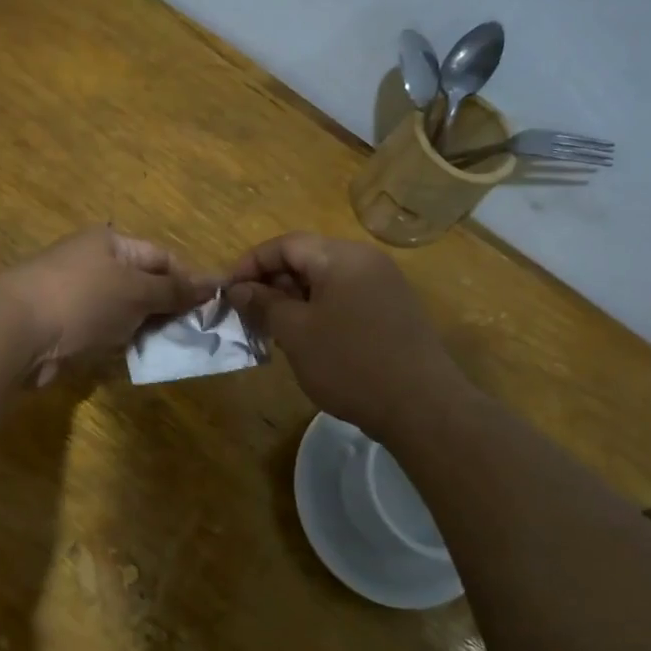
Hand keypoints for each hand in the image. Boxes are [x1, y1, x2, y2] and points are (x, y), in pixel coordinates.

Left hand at [0, 227, 214, 386]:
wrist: (16, 332)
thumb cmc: (83, 299)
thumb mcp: (136, 290)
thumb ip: (173, 290)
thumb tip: (213, 283)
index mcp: (110, 243)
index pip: (161, 256)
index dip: (188, 279)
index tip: (213, 306)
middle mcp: (93, 263)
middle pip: (143, 283)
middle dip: (169, 307)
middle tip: (197, 333)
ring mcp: (77, 295)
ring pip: (125, 311)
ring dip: (146, 328)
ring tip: (173, 348)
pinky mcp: (66, 326)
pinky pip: (104, 331)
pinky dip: (122, 342)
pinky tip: (138, 357)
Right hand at [226, 233, 460, 438]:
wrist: (422, 407)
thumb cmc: (350, 363)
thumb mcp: (296, 333)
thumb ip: (264, 303)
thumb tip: (238, 288)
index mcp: (342, 256)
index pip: (286, 244)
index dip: (251, 263)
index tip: (227, 290)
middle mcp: (366, 260)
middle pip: (307, 258)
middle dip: (272, 282)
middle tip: (248, 313)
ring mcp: (384, 285)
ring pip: (326, 280)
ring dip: (294, 298)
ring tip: (273, 328)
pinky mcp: (393, 310)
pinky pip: (345, 297)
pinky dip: (319, 310)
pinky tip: (308, 340)